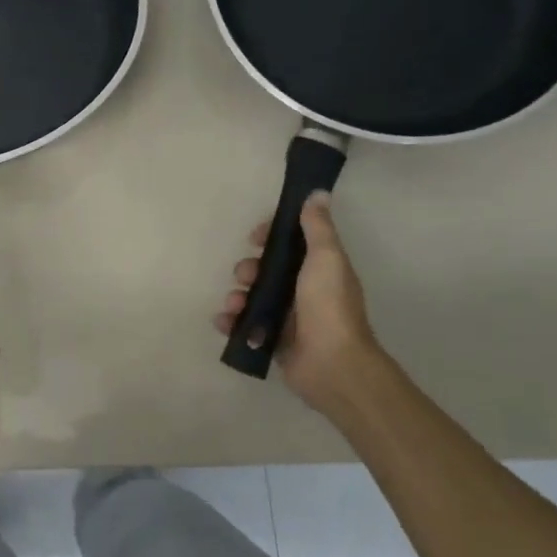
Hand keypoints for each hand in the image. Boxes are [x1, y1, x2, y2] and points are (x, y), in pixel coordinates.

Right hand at [214, 192, 380, 413]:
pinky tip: (225, 322)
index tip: (256, 238)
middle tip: (245, 277)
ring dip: (236, 297)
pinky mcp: (271, 340)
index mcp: (318, 269)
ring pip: (251, 297)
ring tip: (235, 306)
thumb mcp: (326, 259)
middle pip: (265, 270)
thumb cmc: (329, 306)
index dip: (269, 237)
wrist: (331, 364)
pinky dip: (230, 322)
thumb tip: (317, 192)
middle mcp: (302, 291)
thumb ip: (318, 227)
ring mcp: (286, 318)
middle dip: (248, 269)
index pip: (289, 244)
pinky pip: (243, 326)